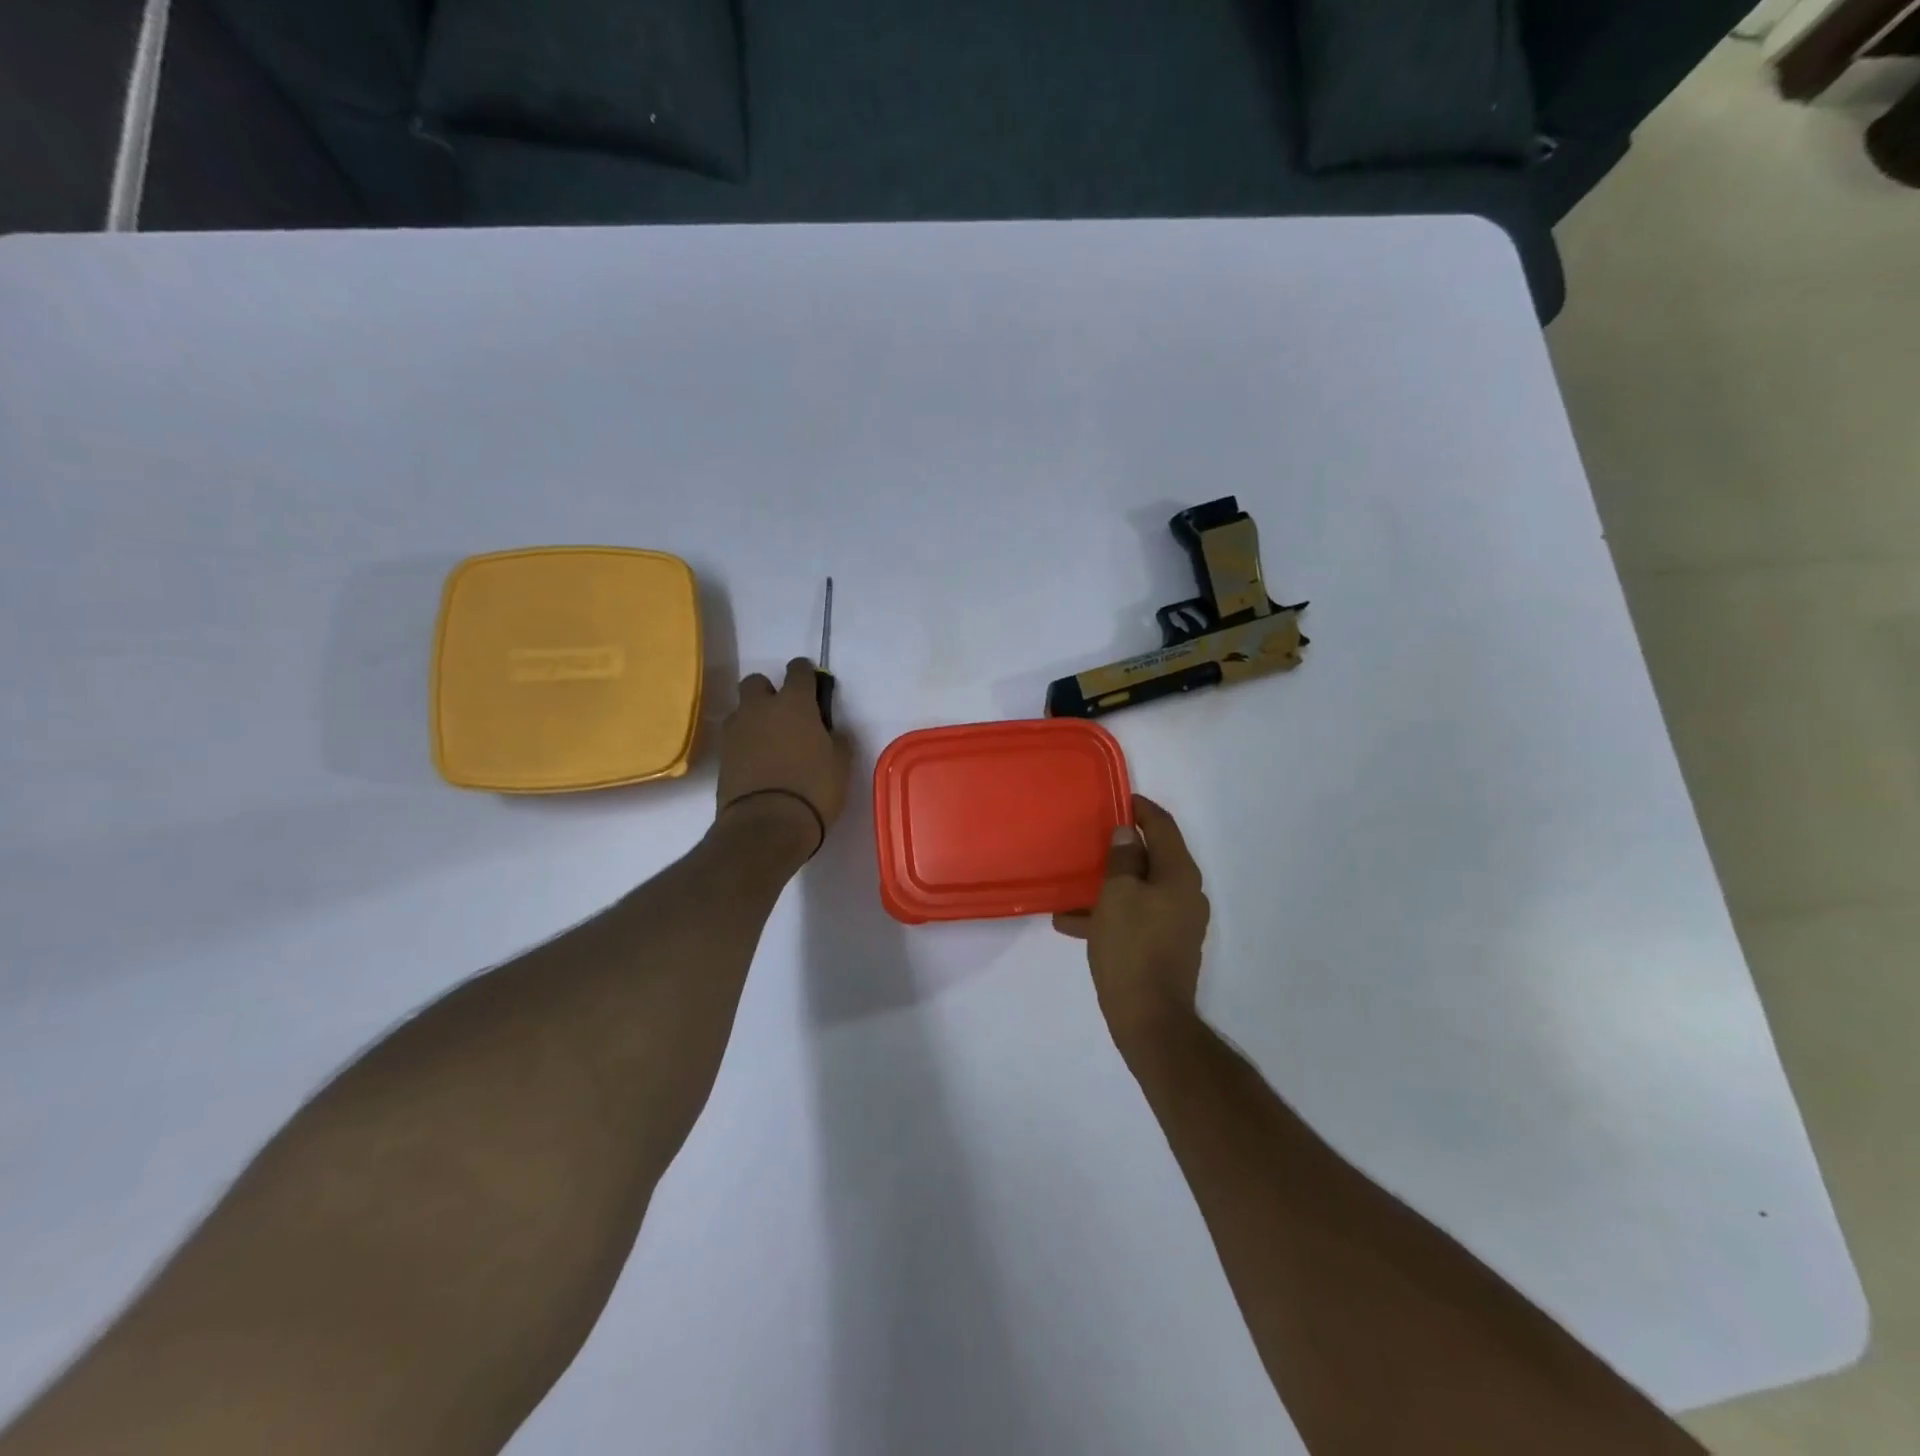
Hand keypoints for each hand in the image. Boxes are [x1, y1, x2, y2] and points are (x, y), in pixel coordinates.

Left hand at [716, 658, 851, 854]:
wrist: (766, 825)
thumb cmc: (813, 789)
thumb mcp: (840, 763)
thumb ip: (835, 737)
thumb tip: (828, 730)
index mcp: (794, 702)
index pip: (798, 670)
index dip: (807, 675)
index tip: (814, 688)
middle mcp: (760, 707)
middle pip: (757, 682)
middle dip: (769, 691)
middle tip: (786, 715)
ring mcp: (736, 730)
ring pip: (742, 709)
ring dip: (754, 717)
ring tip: (770, 743)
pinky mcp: (721, 755)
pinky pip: (734, 737)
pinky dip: (745, 743)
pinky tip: (758, 762)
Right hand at [1054, 795, 1210, 1051]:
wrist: (1150, 1019)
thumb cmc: (1132, 948)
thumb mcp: (1118, 896)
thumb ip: (1122, 859)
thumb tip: (1127, 834)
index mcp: (1179, 875)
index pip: (1163, 827)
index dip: (1142, 810)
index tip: (1119, 798)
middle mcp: (1185, 894)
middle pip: (1153, 857)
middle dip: (1121, 847)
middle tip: (1092, 838)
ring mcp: (1177, 923)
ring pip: (1140, 889)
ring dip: (1109, 883)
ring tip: (1073, 884)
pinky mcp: (1165, 946)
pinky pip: (1135, 916)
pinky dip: (1110, 912)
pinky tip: (1071, 922)